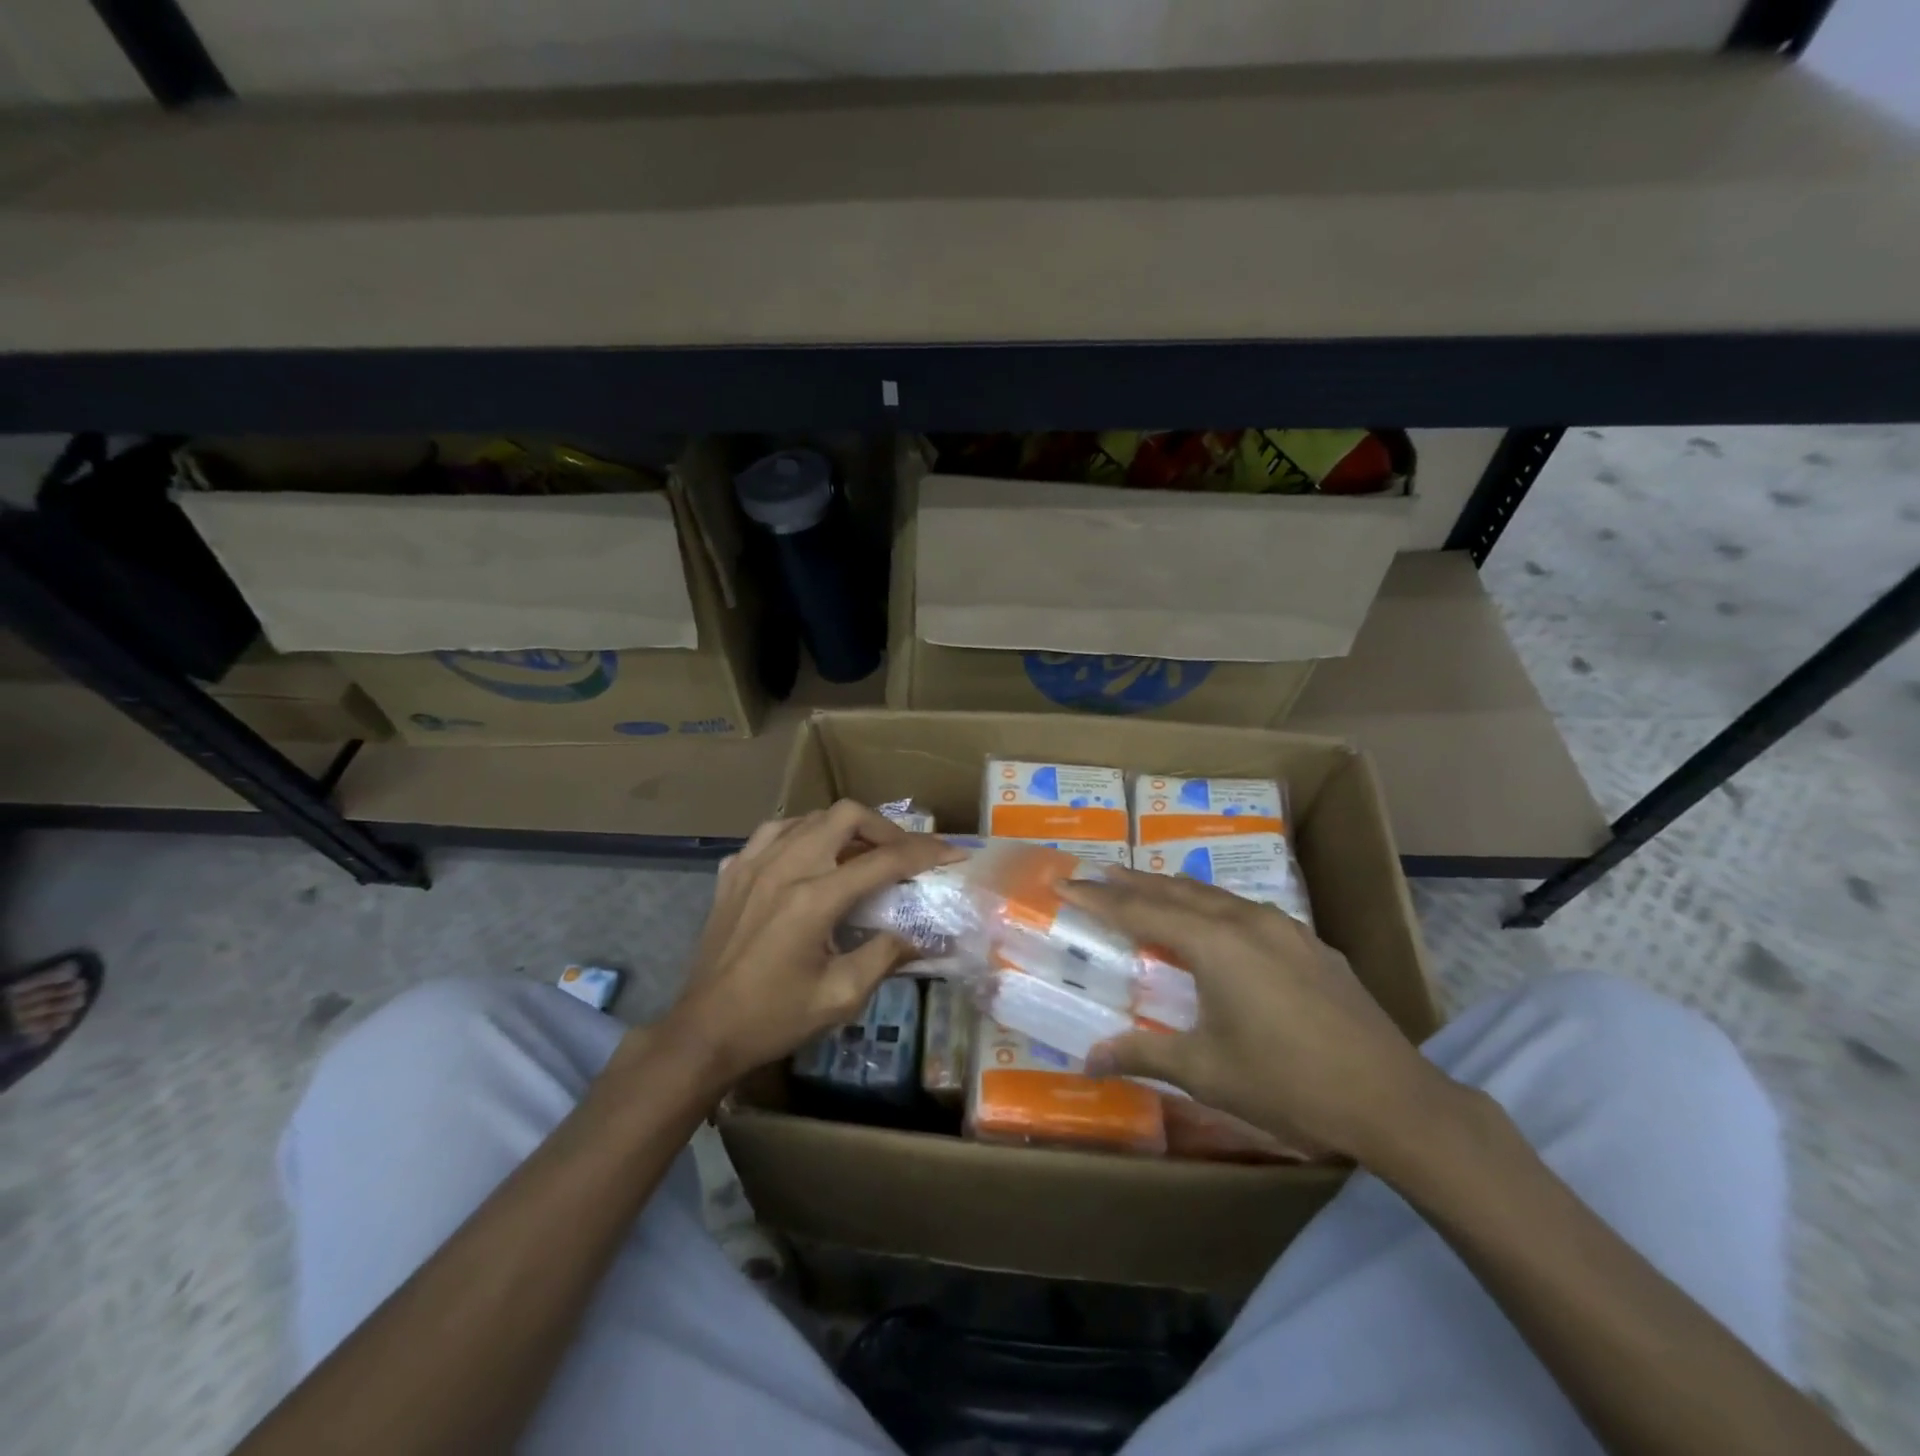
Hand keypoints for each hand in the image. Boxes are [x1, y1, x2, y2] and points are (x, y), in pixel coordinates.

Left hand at [650, 802, 961, 1089]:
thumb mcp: (840, 997)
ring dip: (842, 828)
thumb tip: (923, 935)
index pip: (883, 860)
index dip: (925, 852)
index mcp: (814, 899)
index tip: (952, 853)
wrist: (703, 1032)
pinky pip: (773, 833)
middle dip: (884, 827)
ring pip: (808, 817)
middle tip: (901, 854)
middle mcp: (784, 867)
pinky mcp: (732, 872)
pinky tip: (808, 860)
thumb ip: (885, 956)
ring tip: (858, 854)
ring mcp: (752, 864)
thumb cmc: (773, 1018)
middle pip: (844, 815)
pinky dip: (802, 836)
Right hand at [1059, 868, 1458, 1164]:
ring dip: (1174, 890)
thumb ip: (1143, 1053)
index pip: (1139, 912)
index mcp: (1213, 944)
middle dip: (1132, 881)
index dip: (1098, 899)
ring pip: (1214, 895)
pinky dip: (1213, 907)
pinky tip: (1216, 922)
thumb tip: (1088, 1059)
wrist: (1392, 1099)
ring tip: (1147, 888)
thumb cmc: (1288, 1083)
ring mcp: (1284, 928)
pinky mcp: (1310, 944)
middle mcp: (1245, 921)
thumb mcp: (1206, 1071)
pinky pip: (1246, 911)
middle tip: (1097, 872)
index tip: (1064, 883)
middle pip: (1175, 890)